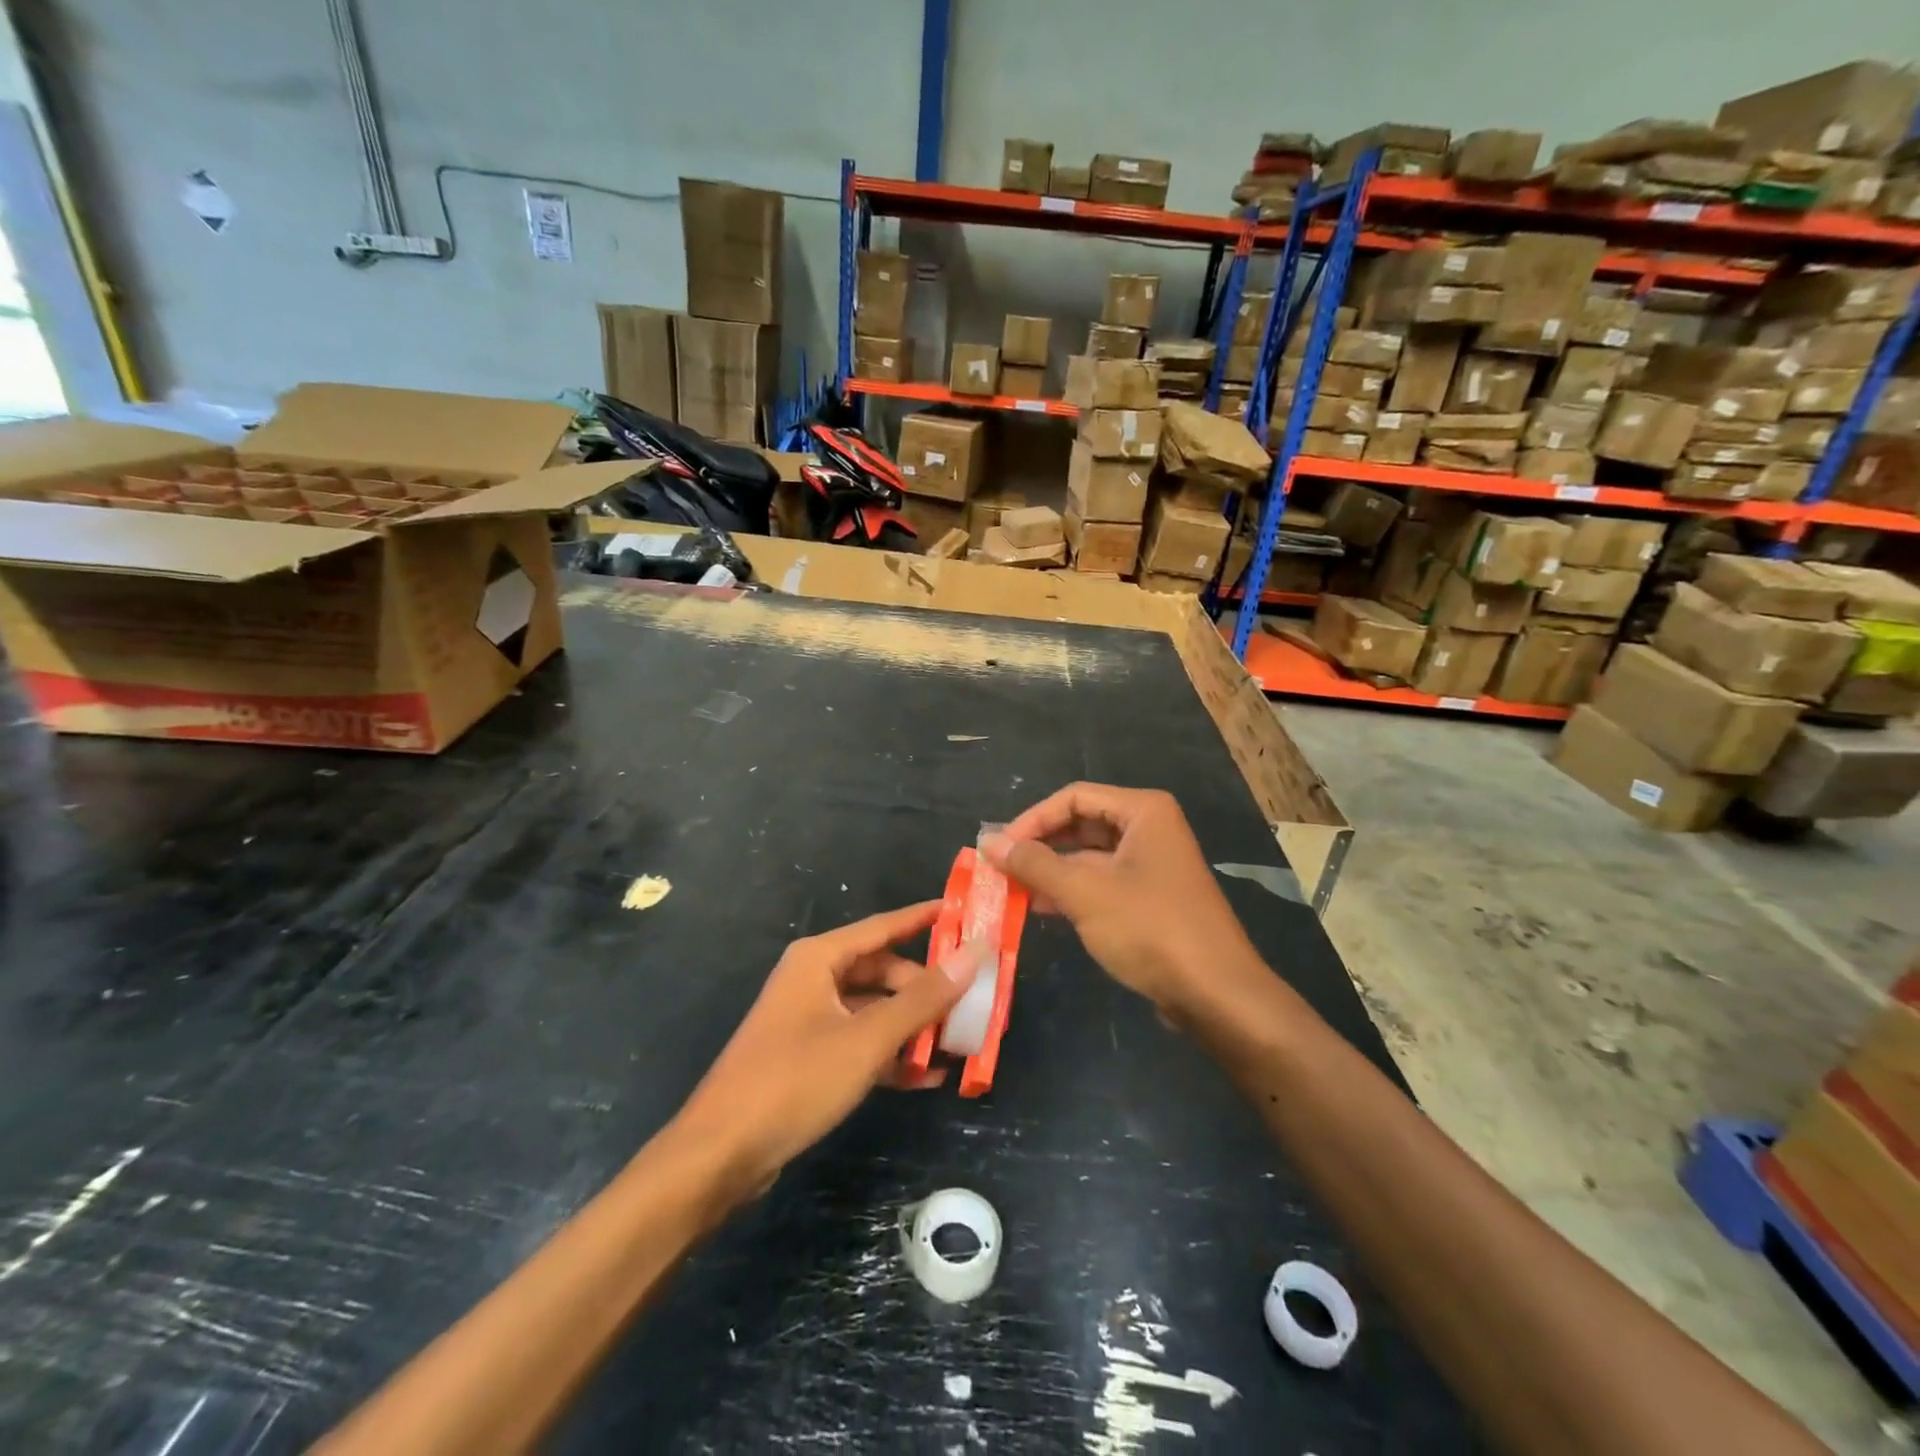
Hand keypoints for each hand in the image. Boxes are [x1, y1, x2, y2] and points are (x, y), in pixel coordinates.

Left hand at [671, 902, 987, 1200]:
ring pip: (874, 1011)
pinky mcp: (809, 1058)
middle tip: (971, 1002)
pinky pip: (860, 1044)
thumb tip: (974, 953)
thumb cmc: (795, 1080)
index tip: (967, 914)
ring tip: (958, 1043)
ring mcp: (809, 1020)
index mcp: (820, 958)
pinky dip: (891, 1056)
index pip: (884, 926)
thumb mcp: (867, 1038)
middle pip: (882, 972)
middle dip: (925, 989)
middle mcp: (813, 979)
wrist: (720, 1155)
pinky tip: (927, 1078)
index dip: (926, 918)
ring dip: (912, 1027)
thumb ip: (922, 998)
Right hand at [981, 783, 1264, 1016]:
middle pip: (1081, 824)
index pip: (1073, 798)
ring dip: (1050, 871)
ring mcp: (1151, 865)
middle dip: (1039, 845)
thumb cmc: (1150, 929)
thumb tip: (988, 842)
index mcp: (1143, 812)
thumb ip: (1034, 864)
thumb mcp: (1084, 892)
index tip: (998, 847)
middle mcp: (1149, 829)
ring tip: (1010, 890)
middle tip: (1000, 868)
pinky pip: (1101, 882)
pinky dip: (1070, 891)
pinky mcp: (1150, 898)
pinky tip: (1039, 908)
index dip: (1032, 819)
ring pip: (1089, 856)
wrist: (1216, 994)